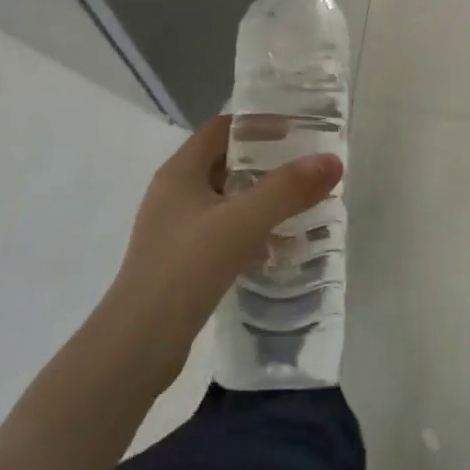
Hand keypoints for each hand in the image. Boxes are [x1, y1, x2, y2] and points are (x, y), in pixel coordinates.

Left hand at [101, 115, 342, 390]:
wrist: (137, 345)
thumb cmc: (186, 268)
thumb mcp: (243, 222)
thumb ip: (287, 190)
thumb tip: (332, 161)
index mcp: (179, 172)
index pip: (220, 128)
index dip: (256, 124)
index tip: (295, 131)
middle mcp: (172, 193)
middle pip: (223, 163)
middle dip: (263, 164)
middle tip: (303, 169)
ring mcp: (173, 230)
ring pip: (224, 202)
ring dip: (258, 201)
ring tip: (297, 209)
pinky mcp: (178, 263)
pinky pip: (220, 234)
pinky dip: (247, 233)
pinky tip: (273, 251)